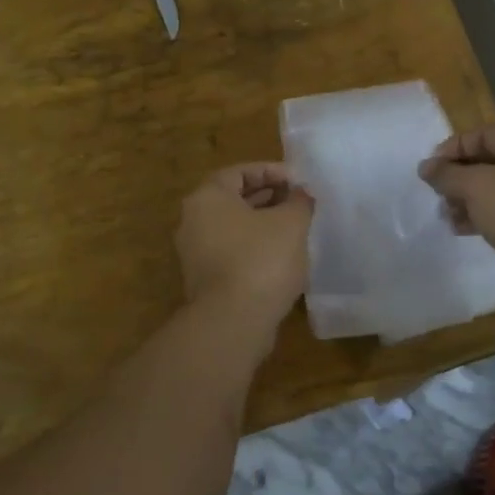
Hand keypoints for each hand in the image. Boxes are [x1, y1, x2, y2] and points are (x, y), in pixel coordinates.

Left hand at [175, 164, 312, 328]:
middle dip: (269, 197)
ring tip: (295, 229)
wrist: (233, 322)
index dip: (273, 172)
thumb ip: (299, 201)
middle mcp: (193, 220)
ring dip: (263, 224)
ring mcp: (195, 253)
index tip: (299, 182)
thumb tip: (300, 194)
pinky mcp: (204, 280)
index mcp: (207, 197)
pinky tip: (281, 258)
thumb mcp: (291, 223)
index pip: (240, 172)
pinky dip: (254, 248)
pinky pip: (232, 252)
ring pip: (233, 227)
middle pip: (234, 198)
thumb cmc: (261, 259)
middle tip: (299, 203)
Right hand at [417, 125, 494, 269]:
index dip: (449, 150)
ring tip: (448, 217)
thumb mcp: (476, 187)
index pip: (479, 134)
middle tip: (437, 197)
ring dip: (468, 199)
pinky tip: (465, 229)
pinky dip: (485, 214)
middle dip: (457, 178)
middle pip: (486, 160)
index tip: (428, 172)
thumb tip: (426, 167)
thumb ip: (447, 175)